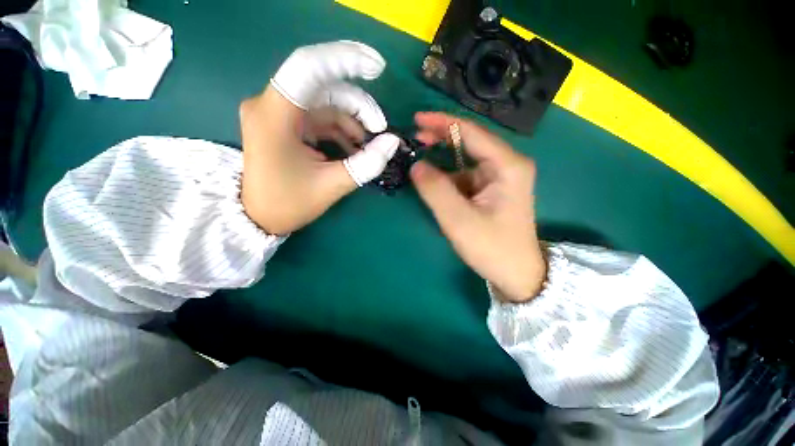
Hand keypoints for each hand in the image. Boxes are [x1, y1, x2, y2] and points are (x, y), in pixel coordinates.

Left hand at [240, 41, 400, 234]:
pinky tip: (355, 149)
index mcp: (275, 115)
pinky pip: (321, 117)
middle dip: (359, 106)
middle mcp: (272, 104)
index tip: (379, 68)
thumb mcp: (331, 186)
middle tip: (381, 131)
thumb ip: (365, 164)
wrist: (259, 217)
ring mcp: (279, 113)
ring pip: (326, 102)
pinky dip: (342, 130)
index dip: (346, 59)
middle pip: (324, 87)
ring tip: (370, 146)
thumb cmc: (288, 203)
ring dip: (354, 121)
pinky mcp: (287, 124)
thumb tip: (392, 143)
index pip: (309, 67)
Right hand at [410, 112, 545, 302]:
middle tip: (415, 138)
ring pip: (466, 160)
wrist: (517, 274)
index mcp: (507, 165)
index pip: (471, 132)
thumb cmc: (492, 247)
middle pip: (470, 141)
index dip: (442, 122)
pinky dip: (448, 176)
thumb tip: (416, 165)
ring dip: (443, 160)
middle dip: (442, 138)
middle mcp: (507, 164)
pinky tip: (435, 183)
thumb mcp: (458, 220)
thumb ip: (435, 190)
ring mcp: (500, 177)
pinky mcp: (492, 189)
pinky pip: (466, 175)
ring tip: (420, 164)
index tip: (416, 119)